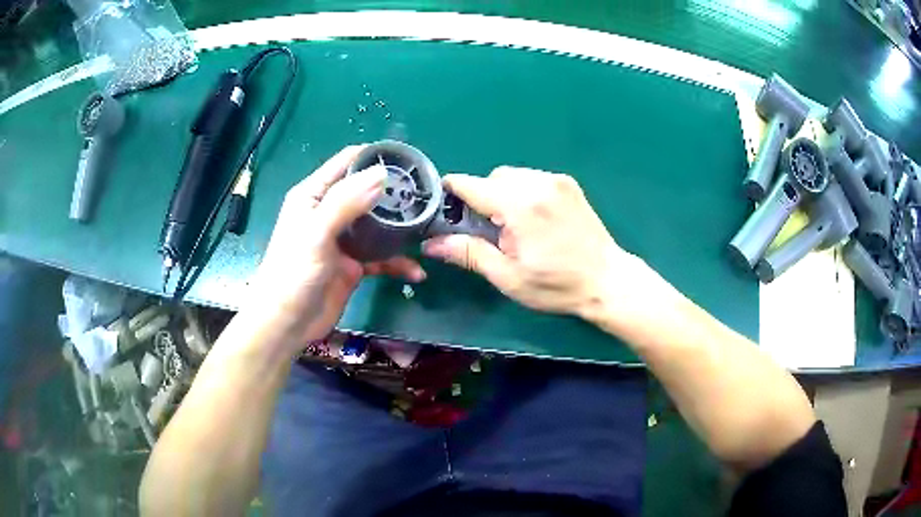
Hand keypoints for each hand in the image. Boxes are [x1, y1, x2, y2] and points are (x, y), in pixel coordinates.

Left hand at [243, 146, 425, 355]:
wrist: (287, 323)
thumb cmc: (293, 273)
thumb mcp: (317, 232)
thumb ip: (346, 201)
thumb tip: (383, 174)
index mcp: (314, 195)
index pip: (346, 162)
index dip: (374, 156)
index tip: (407, 159)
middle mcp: (330, 212)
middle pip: (367, 191)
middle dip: (394, 191)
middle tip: (426, 194)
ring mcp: (343, 239)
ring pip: (378, 224)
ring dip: (400, 227)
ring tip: (427, 228)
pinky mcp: (354, 264)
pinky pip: (381, 257)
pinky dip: (398, 263)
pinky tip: (416, 271)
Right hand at [423, 166, 644, 320]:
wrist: (606, 280)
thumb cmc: (556, 285)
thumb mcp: (508, 276)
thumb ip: (469, 253)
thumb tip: (431, 243)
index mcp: (520, 206)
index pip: (471, 185)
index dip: (452, 193)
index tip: (444, 206)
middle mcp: (537, 184)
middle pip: (492, 177)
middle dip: (482, 197)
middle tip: (489, 230)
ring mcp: (556, 180)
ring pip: (512, 175)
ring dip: (502, 194)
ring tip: (514, 225)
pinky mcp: (568, 183)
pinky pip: (532, 178)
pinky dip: (522, 191)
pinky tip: (533, 217)